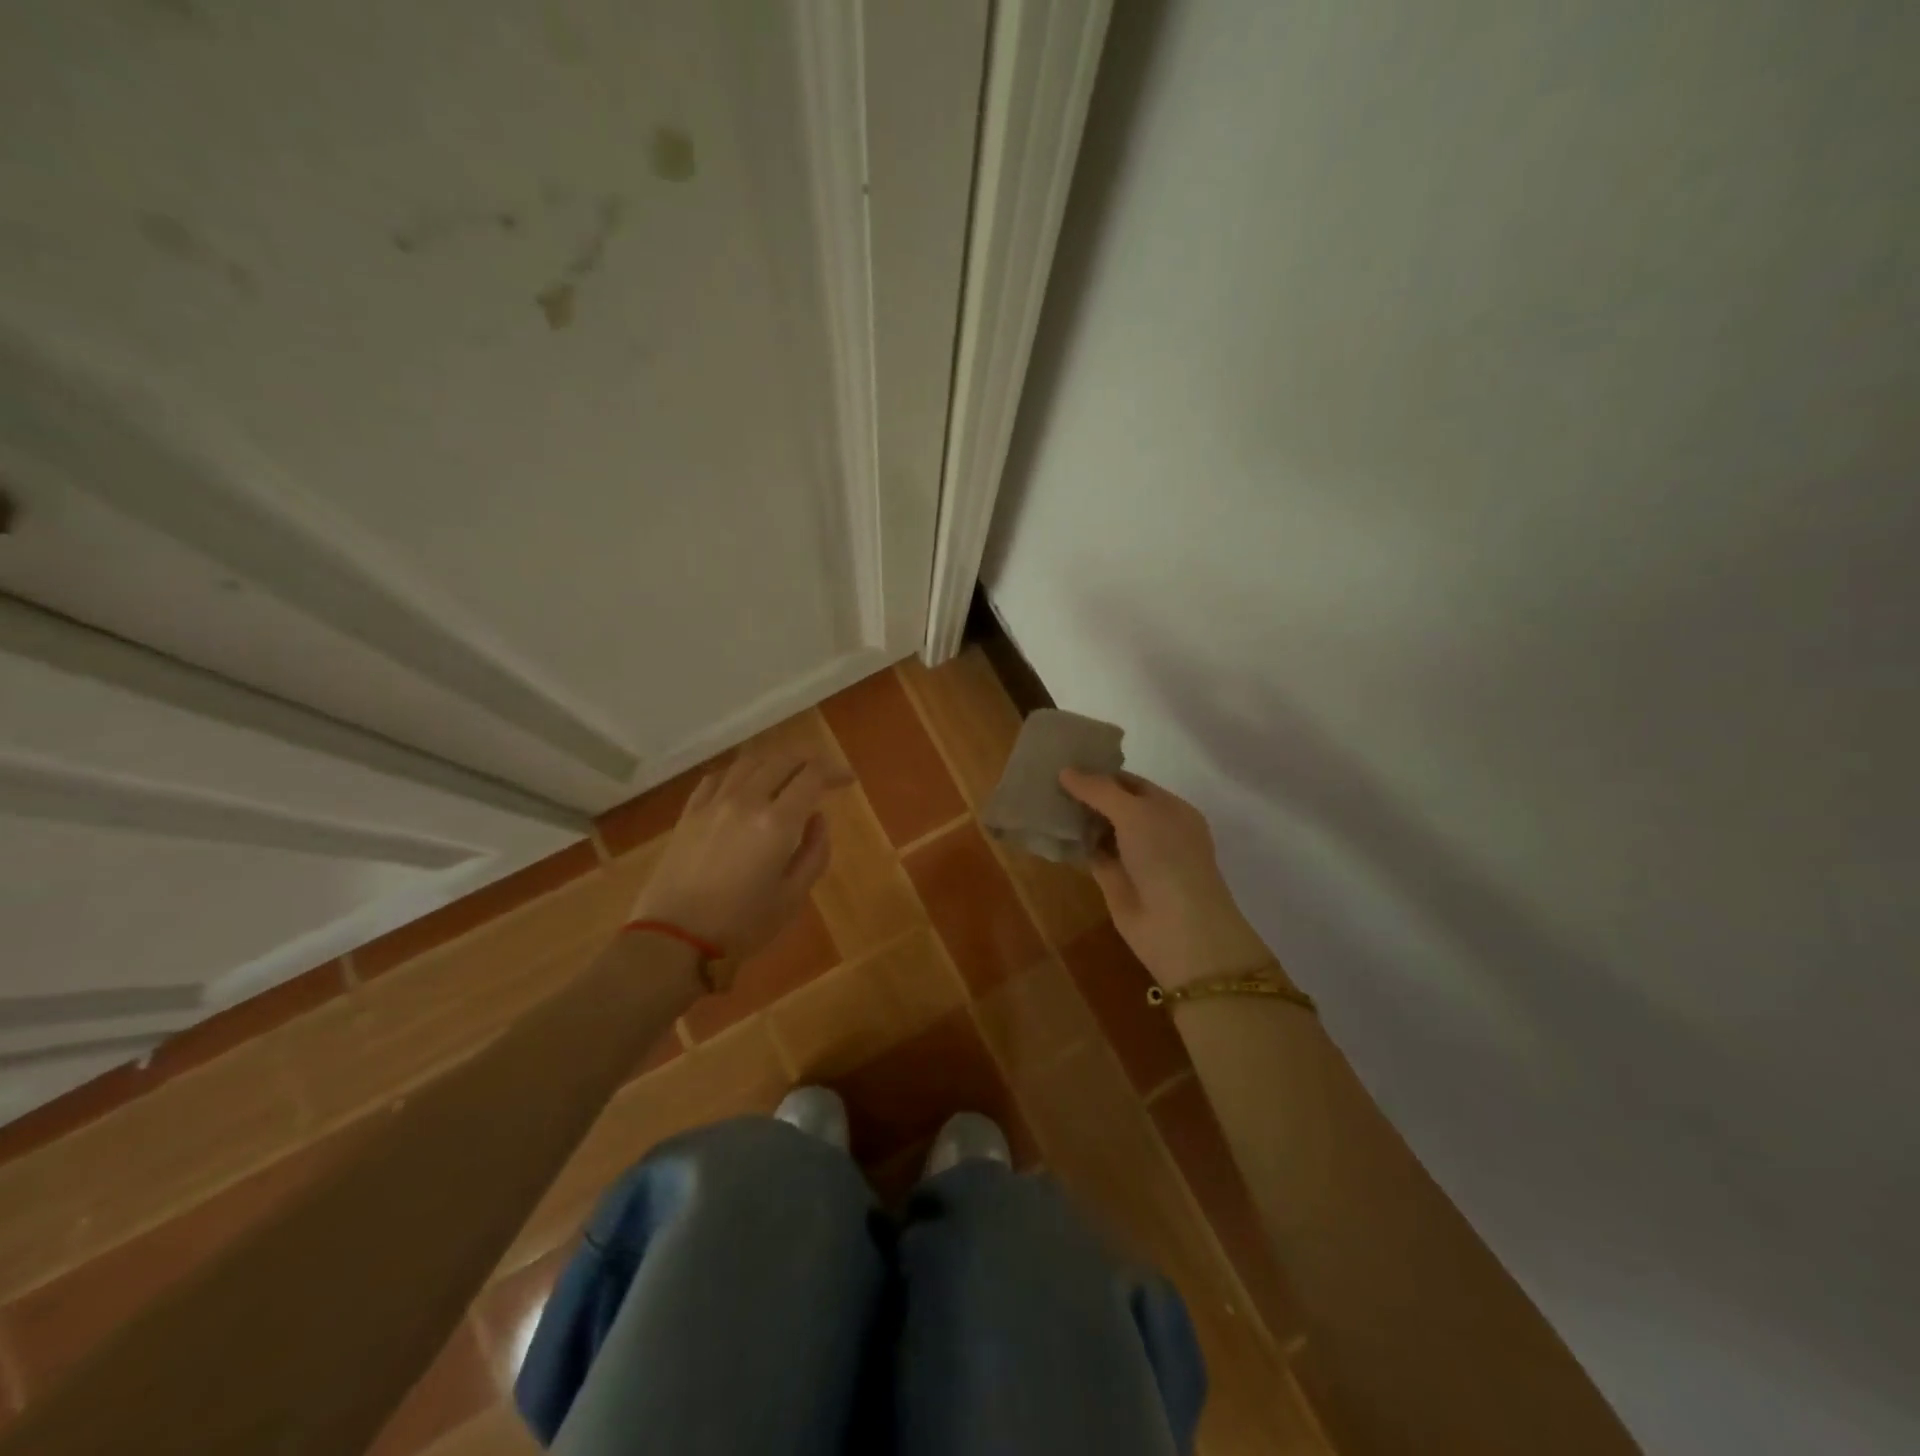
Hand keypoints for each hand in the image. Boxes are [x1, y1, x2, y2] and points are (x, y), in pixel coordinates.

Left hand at [629, 749, 852, 970]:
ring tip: (785, 777)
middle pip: (782, 760)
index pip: (812, 775)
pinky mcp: (689, 813)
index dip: (834, 771)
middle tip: (821, 776)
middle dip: (808, 761)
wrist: (674, 939)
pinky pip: (718, 777)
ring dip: (774, 762)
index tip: (846, 781)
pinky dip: (739, 773)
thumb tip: (817, 818)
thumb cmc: (742, 924)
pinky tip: (744, 787)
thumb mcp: (793, 896)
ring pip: (749, 762)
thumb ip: (814, 852)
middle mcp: (746, 800)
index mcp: (777, 822)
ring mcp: (714, 803)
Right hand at [1058, 769, 1273, 988]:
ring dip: (1076, 818)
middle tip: (1044, 777)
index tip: (1065, 761)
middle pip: (1114, 805)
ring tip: (1039, 798)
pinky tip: (1047, 830)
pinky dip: (1073, 843)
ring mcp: (1134, 857)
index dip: (1101, 772)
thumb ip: (1100, 790)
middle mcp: (1154, 830)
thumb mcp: (1135, 813)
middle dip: (1085, 794)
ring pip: (1101, 830)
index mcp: (1170, 808)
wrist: (1178, 927)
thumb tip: (1065, 771)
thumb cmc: (1166, 857)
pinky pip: (1091, 854)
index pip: (1131, 782)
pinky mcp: (1115, 881)